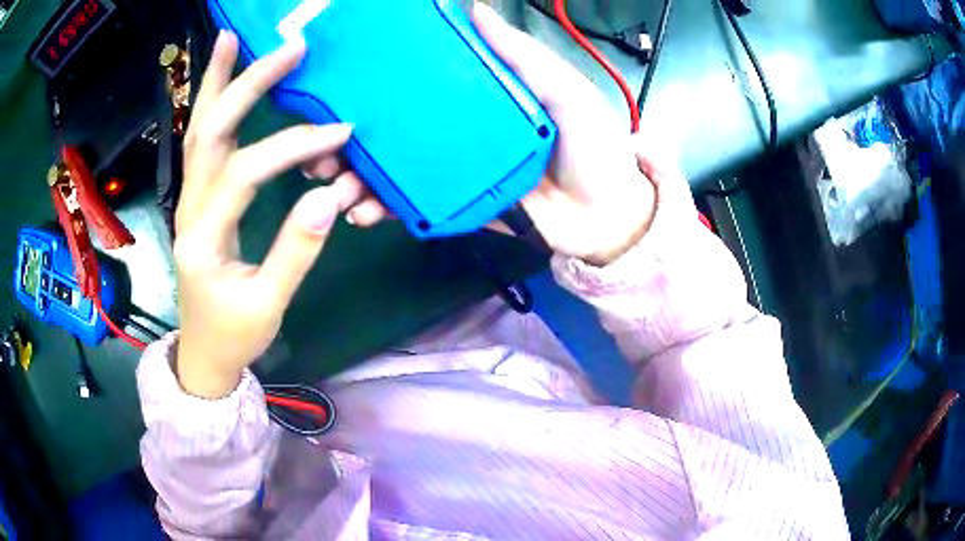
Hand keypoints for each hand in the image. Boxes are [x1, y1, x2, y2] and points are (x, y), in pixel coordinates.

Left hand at [174, 32, 370, 398]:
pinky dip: (213, 105)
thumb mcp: (268, 303)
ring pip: (198, 130)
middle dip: (247, 84)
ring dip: (215, 82)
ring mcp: (190, 200)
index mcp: (203, 238)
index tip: (339, 133)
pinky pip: (203, 143)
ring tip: (232, 39)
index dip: (291, 148)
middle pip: (209, 132)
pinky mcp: (199, 198)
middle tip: (287, 49)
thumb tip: (329, 196)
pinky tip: (224, 81)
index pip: (246, 173)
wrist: (204, 352)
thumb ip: (296, 250)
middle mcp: (189, 208)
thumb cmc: (234, 334)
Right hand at [348, 4, 658, 265]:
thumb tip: (474, 9)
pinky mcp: (456, 208)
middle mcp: (456, 131)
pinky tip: (361, 213)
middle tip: (318, 143)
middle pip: (393, 131)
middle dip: (350, 137)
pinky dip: (384, 209)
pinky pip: (413, 208)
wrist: (606, 217)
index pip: (418, 85)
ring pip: (393, 171)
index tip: (340, 85)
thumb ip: (520, 55)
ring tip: (330, 184)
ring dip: (355, 177)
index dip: (378, 85)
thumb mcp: (562, 90)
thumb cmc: (593, 146)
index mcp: (476, 98)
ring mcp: (453, 172)